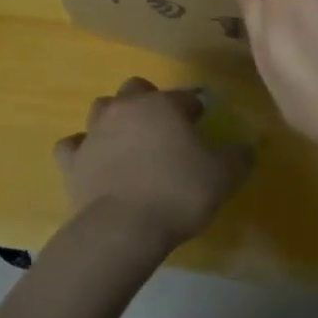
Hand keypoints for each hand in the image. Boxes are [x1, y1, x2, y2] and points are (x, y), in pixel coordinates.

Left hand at [53, 78, 252, 256]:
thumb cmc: (178, 193)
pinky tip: (92, 162)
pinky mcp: (71, 160)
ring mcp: (94, 131)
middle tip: (162, 130)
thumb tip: (246, 147)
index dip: (195, 110)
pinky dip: (82, 150)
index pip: (185, 97)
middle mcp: (126, 108)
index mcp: (163, 105)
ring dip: (115, 119)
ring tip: (128, 143)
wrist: (123, 228)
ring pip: (102, 108)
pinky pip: (72, 145)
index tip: (202, 126)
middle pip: (136, 89)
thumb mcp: (224, 176)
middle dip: (149, 102)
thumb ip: (239, 157)